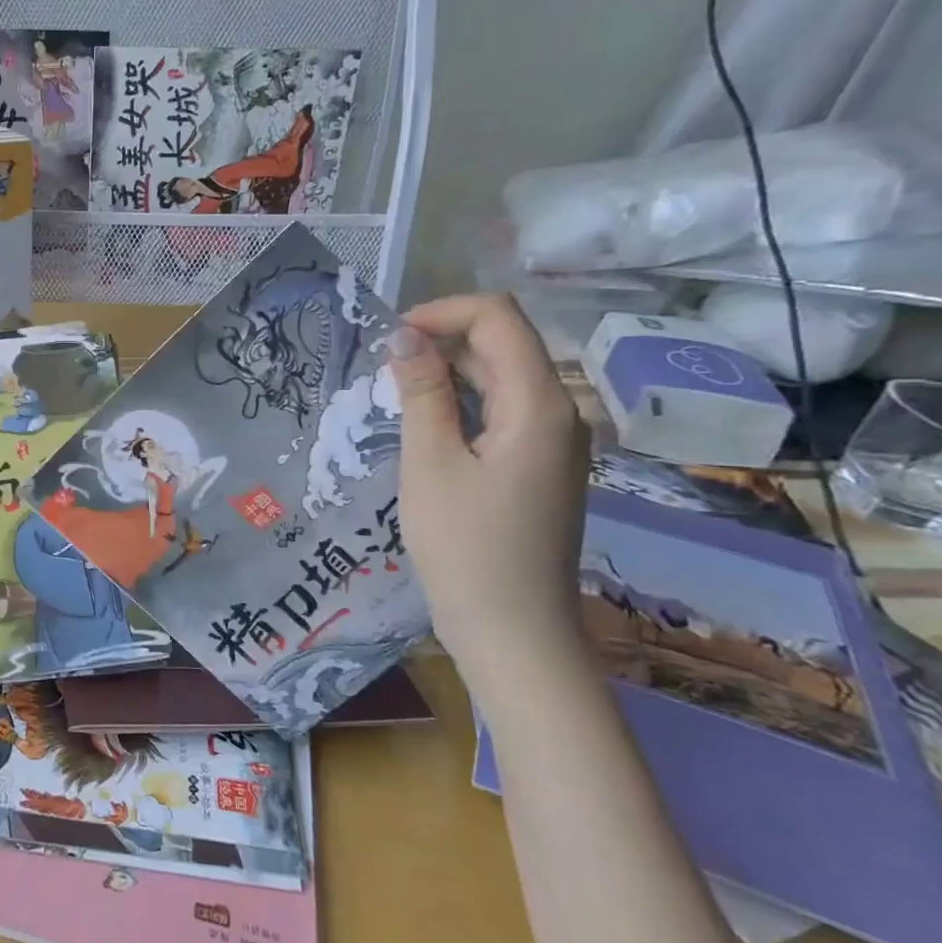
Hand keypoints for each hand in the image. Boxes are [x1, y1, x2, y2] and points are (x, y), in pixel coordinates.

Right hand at [389, 295, 589, 704]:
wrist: (513, 630)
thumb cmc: (465, 545)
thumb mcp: (430, 463)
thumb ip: (422, 392)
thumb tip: (405, 336)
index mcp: (539, 404)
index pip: (499, 319)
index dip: (442, 312)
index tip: (390, 337)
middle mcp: (560, 413)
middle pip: (504, 345)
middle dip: (441, 340)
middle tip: (381, 367)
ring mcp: (554, 443)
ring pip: (502, 379)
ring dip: (448, 373)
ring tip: (394, 393)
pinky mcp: (540, 468)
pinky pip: (503, 413)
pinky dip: (463, 405)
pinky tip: (424, 426)